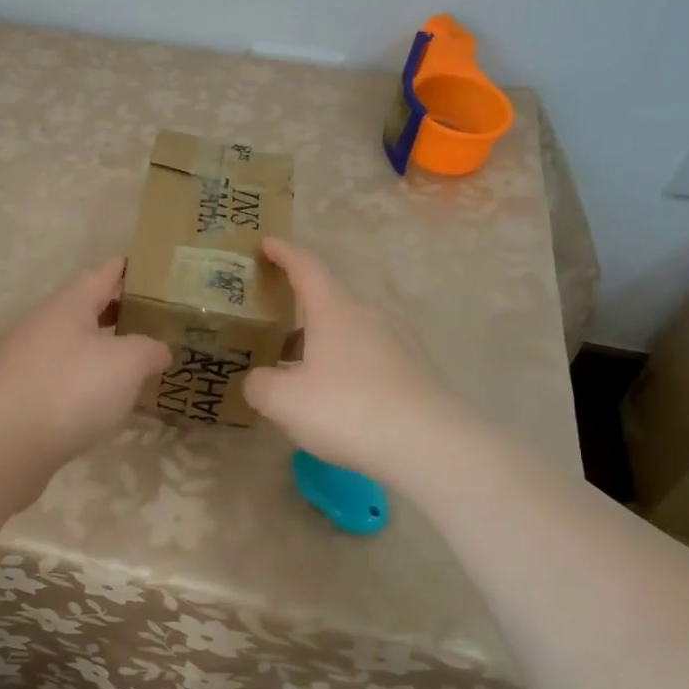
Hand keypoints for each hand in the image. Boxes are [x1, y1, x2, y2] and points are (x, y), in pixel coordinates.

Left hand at [0, 256, 170, 483]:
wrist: (6, 445)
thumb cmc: (72, 389)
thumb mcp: (127, 363)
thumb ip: (149, 349)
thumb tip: (160, 350)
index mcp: (68, 305)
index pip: (100, 274)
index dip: (122, 269)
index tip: (141, 264)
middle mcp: (42, 323)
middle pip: (82, 307)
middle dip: (113, 309)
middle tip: (147, 315)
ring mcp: (25, 358)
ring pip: (70, 342)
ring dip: (98, 345)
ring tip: (129, 357)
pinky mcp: (17, 392)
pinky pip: (59, 373)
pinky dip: (82, 376)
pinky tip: (99, 395)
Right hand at [244, 238, 462, 482]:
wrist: (428, 445)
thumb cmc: (347, 409)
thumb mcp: (283, 401)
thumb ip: (260, 384)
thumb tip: (260, 380)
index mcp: (335, 310)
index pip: (306, 267)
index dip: (284, 253)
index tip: (266, 243)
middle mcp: (370, 315)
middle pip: (330, 301)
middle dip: (300, 311)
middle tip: (274, 326)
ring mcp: (399, 341)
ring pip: (351, 331)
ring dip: (324, 342)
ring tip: (302, 369)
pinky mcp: (416, 370)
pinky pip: (371, 356)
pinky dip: (347, 365)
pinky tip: (338, 396)